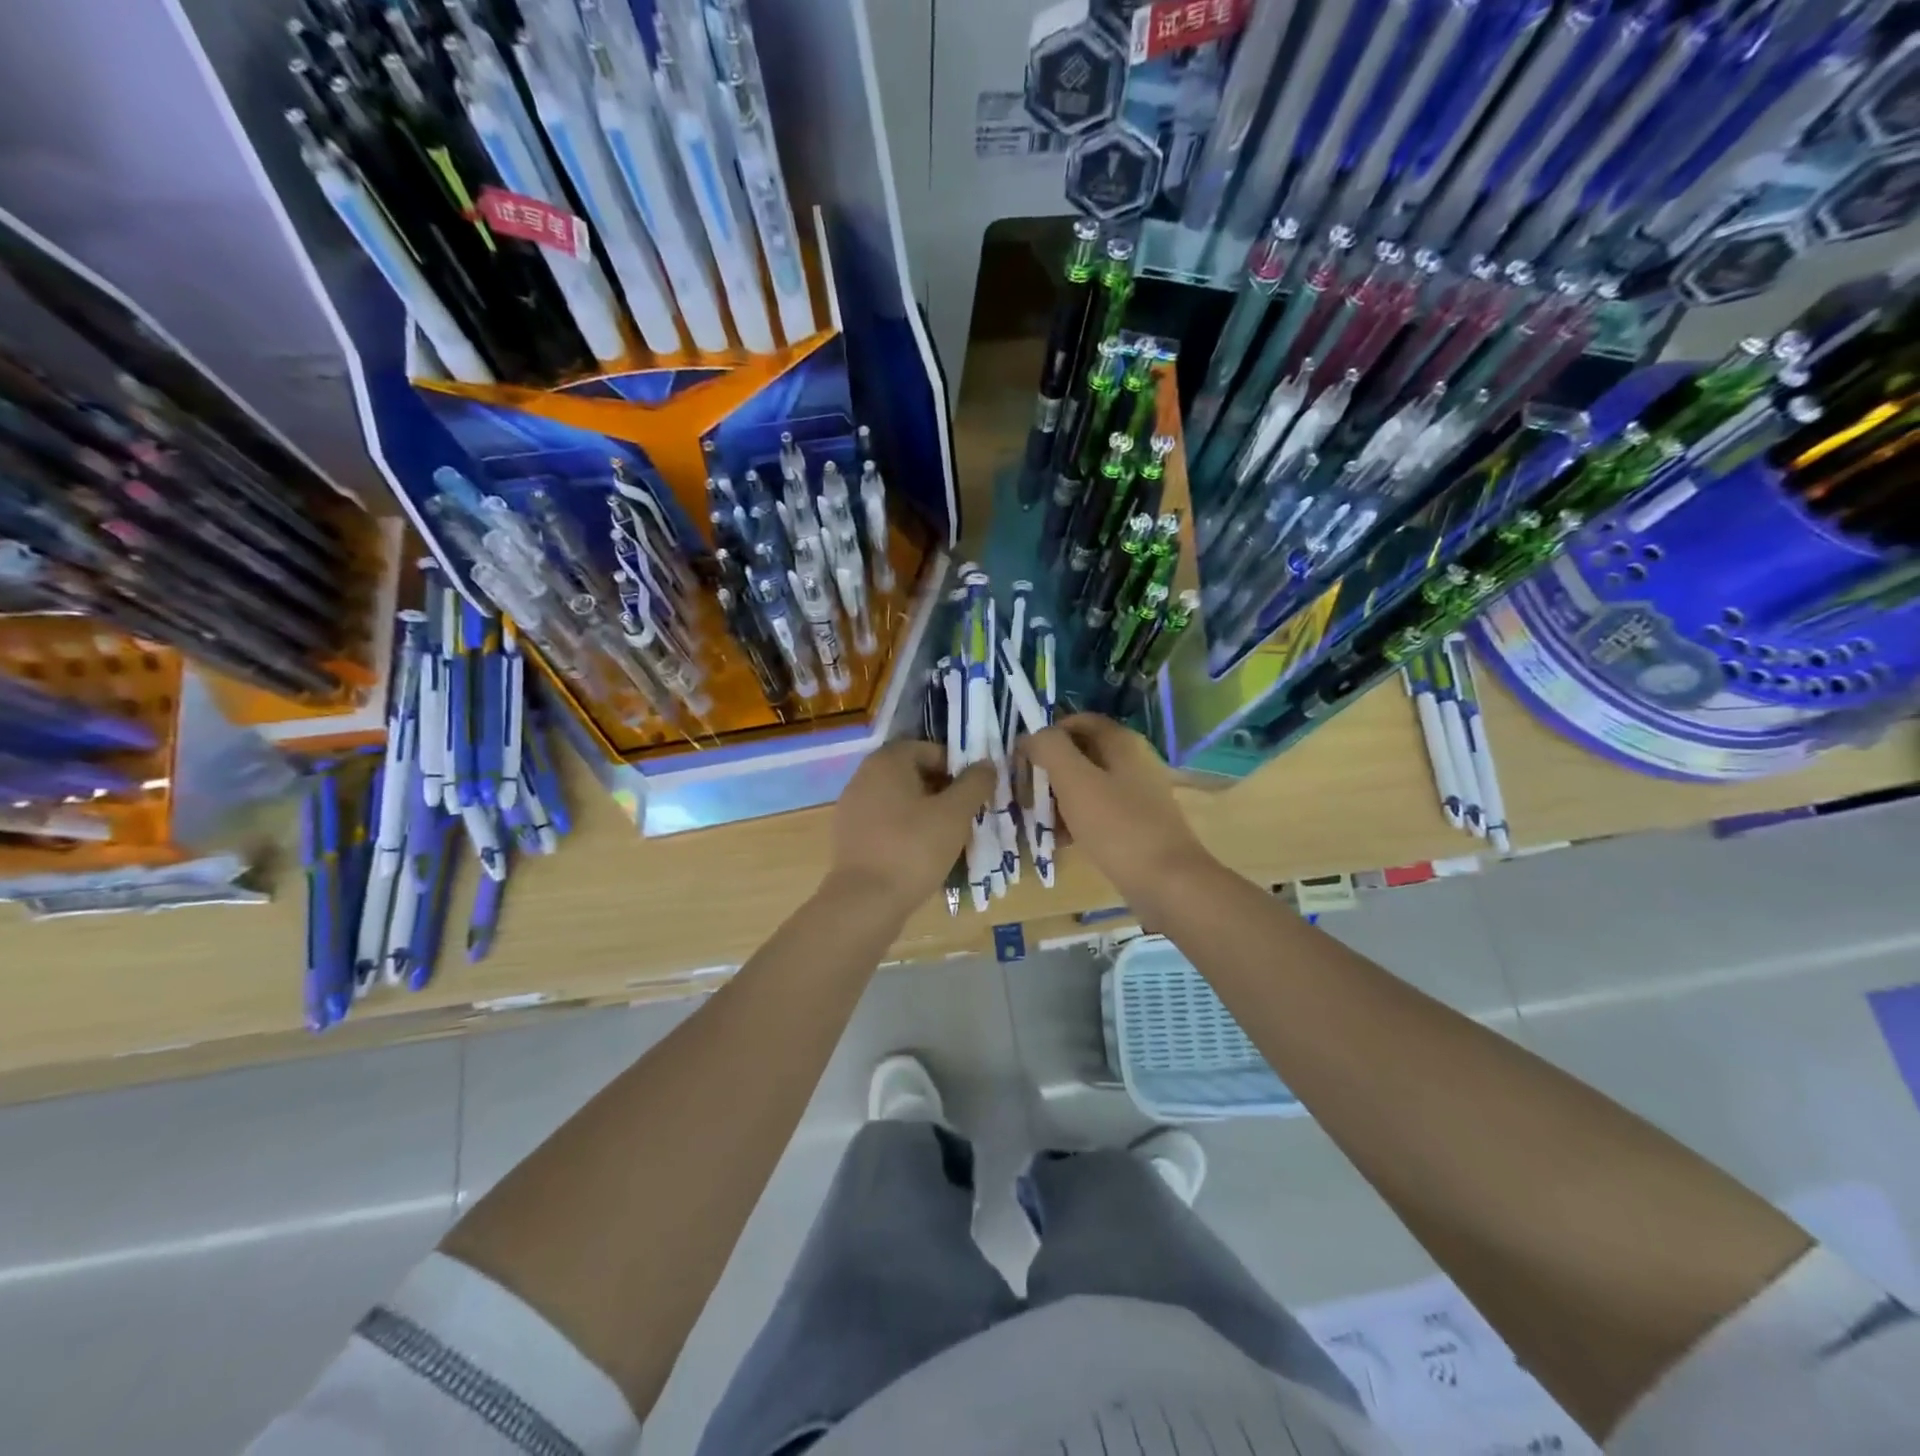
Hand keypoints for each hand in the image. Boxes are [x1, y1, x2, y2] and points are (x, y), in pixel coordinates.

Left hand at [827, 740, 993, 916]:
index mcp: (887, 761)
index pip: (930, 750)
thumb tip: (986, 764)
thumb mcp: (955, 813)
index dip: (957, 768)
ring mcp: (852, 807)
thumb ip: (975, 783)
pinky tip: (921, 855)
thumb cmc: (914, 848)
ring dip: (926, 812)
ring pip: (900, 800)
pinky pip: (885, 823)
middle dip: (943, 791)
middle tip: (965, 817)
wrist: (865, 901)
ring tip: (947, 839)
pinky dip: (905, 831)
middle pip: (914, 774)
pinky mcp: (849, 836)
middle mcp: (863, 776)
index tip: (974, 794)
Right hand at [1022, 714, 1214, 902]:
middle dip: (1049, 770)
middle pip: (1081, 754)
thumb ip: (1050, 749)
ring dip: (1059, 797)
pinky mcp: (1136, 824)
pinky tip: (1060, 840)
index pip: (1078, 721)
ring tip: (1037, 819)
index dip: (1048, 733)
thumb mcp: (1075, 781)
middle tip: (1025, 791)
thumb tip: (1031, 735)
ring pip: (1087, 785)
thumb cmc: (1117, 826)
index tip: (1023, 757)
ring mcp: (1137, 795)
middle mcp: (1132, 762)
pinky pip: (1098, 812)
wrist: (1167, 883)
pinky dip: (1076, 819)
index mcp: (1121, 743)